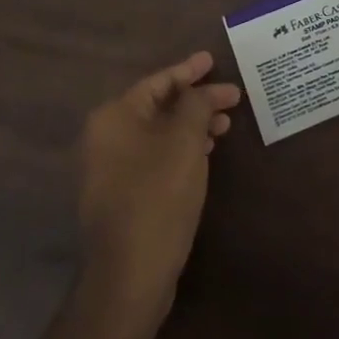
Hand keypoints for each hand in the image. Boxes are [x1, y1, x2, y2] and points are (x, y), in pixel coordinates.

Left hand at [77, 52, 241, 319]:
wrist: (130, 276)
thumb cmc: (158, 197)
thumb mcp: (185, 142)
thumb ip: (195, 105)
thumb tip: (200, 91)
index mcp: (115, 117)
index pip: (158, 81)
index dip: (189, 70)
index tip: (213, 62)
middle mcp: (106, 137)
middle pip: (158, 106)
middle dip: (196, 101)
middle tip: (232, 98)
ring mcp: (111, 168)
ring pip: (159, 132)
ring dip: (192, 126)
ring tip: (225, 126)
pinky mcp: (122, 194)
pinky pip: (155, 156)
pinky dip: (180, 148)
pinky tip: (205, 154)